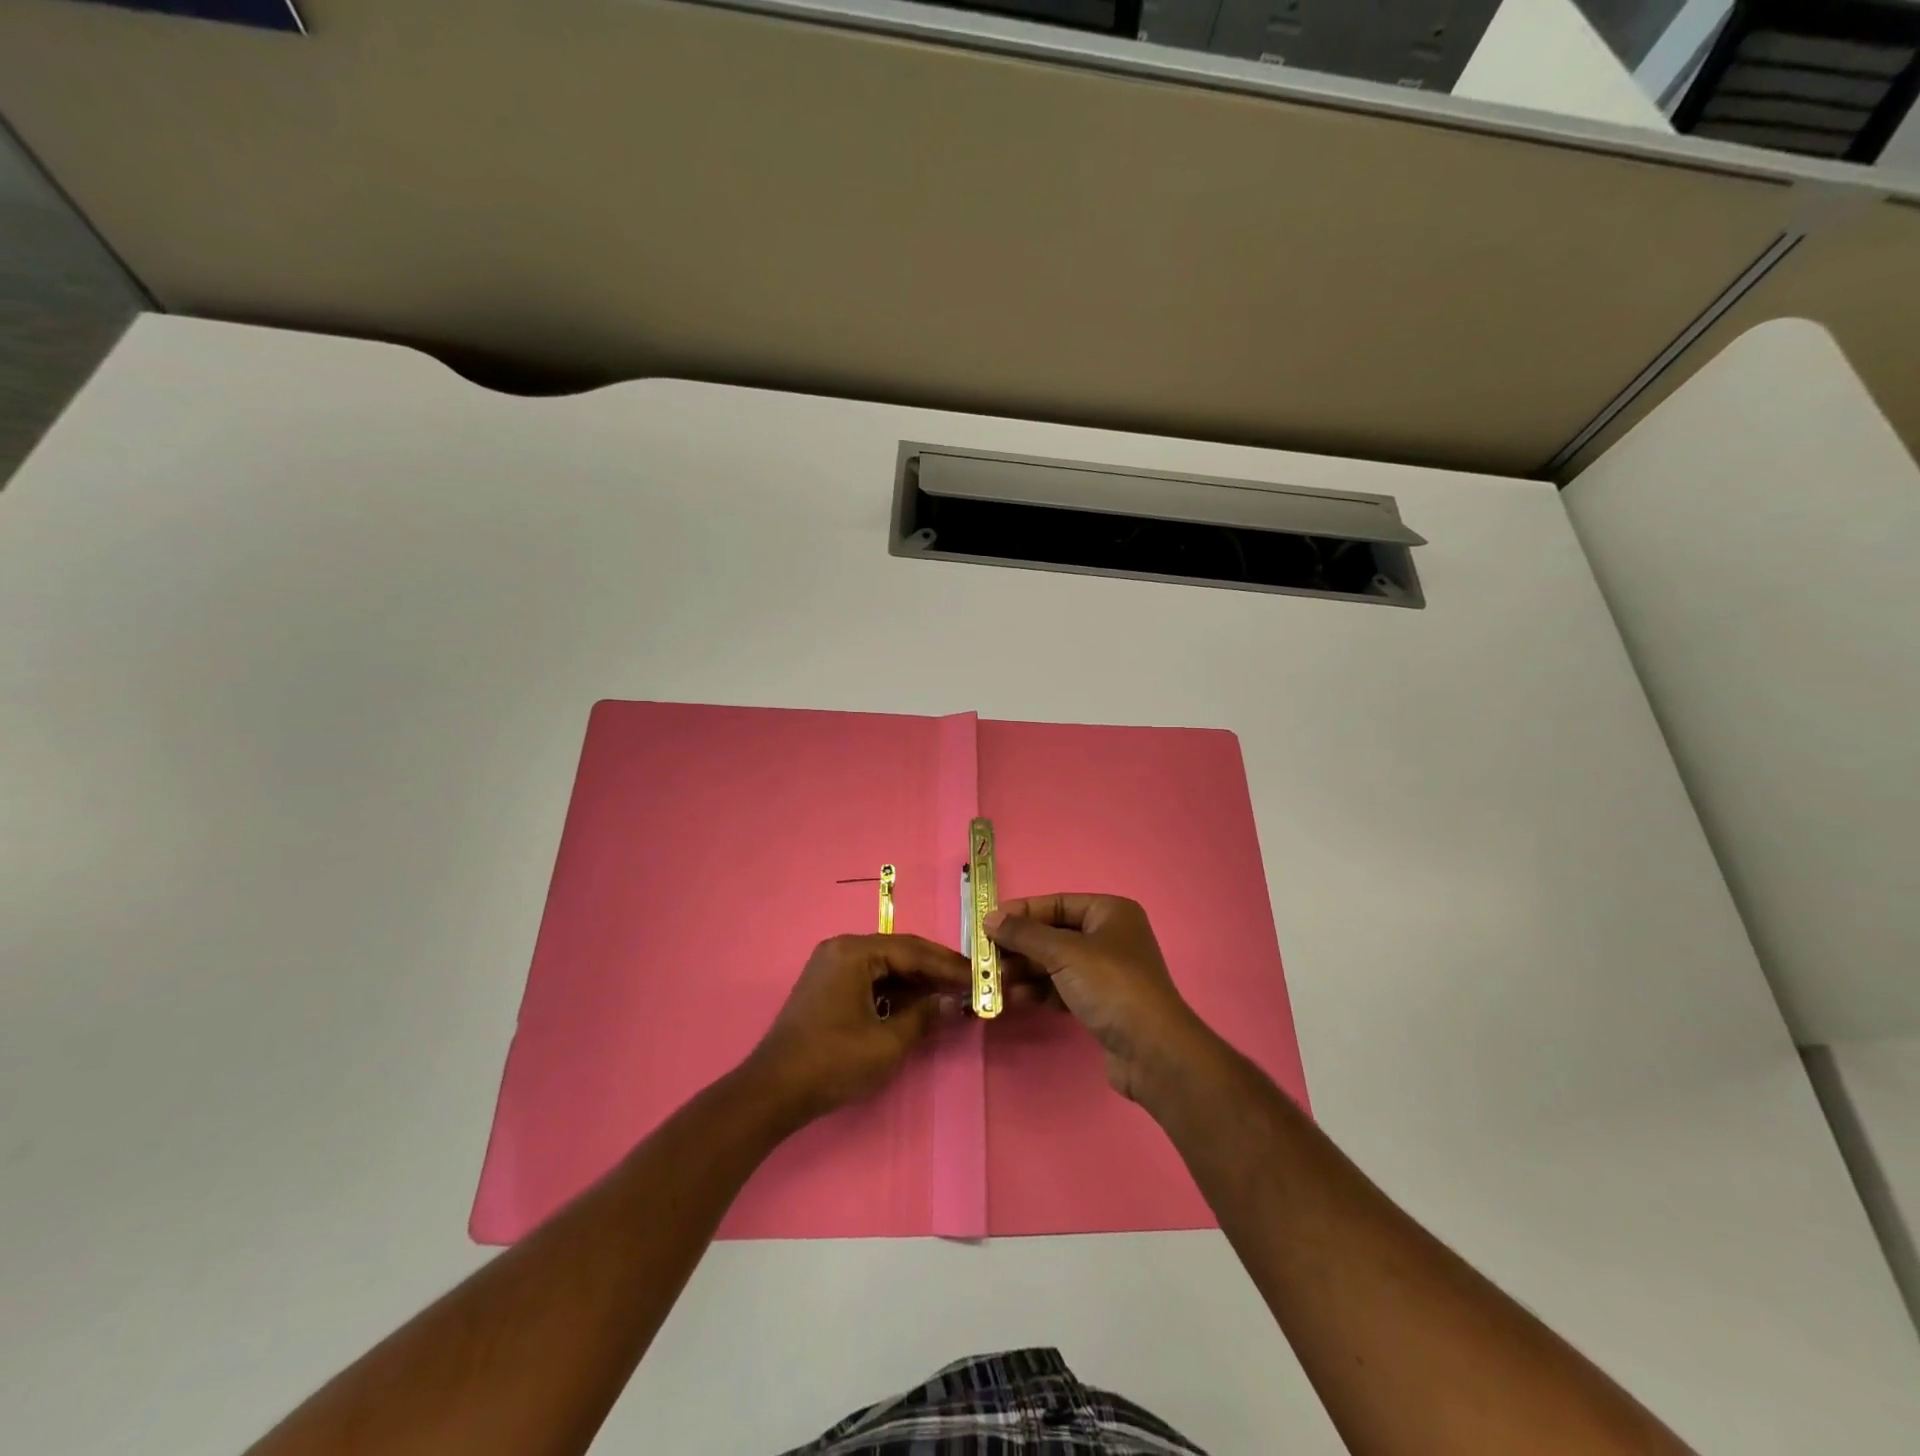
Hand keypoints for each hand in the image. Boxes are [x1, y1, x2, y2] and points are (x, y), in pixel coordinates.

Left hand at [747, 934, 969, 1122]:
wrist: (773, 1092)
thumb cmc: (833, 1062)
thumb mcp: (887, 1042)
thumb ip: (923, 1016)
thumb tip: (951, 1002)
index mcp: (853, 951)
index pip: (911, 950)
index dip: (947, 965)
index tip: (977, 976)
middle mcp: (841, 949)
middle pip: (898, 953)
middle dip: (934, 970)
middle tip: (968, 984)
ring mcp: (830, 967)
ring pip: (884, 966)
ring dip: (915, 981)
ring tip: (949, 995)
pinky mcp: (826, 987)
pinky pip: (869, 979)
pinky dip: (894, 991)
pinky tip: (917, 1005)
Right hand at [986, 894, 1214, 1104]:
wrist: (1152, 1050)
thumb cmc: (1110, 986)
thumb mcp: (1063, 953)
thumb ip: (1024, 934)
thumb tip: (990, 918)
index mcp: (1110, 912)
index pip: (1056, 903)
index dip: (1021, 912)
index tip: (987, 924)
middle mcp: (1110, 936)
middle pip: (1054, 934)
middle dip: (1020, 946)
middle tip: (986, 958)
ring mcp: (1107, 972)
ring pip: (1056, 963)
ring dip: (1025, 970)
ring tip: (996, 981)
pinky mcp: (1102, 1003)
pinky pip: (1063, 987)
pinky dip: (1040, 991)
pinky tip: (1015, 998)